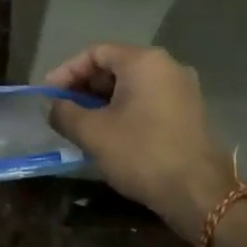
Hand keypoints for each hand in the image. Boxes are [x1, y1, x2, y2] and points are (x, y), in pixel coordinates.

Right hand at [45, 44, 237, 244]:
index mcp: (144, 61)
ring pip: (132, 85)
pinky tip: (110, 133)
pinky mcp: (190, 112)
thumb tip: (52, 106)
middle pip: (115, 65)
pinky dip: (125, 110)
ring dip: (103, 100)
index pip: (95, 53)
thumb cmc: (142, 153)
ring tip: (82, 123)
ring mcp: (182, 89)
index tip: (48, 95)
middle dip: (84, 86)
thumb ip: (65, 113)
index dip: (66, 71)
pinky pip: (148, 100)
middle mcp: (167, 66)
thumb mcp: (93, 133)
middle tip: (63, 109)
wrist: (199, 193)